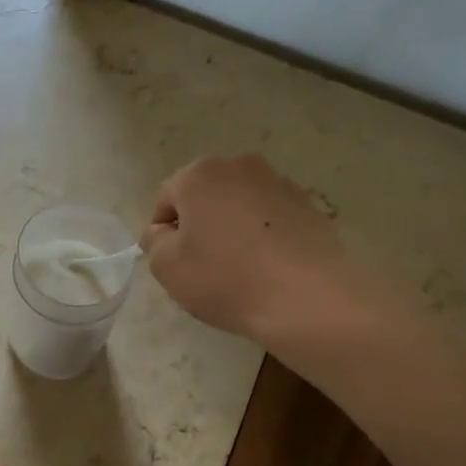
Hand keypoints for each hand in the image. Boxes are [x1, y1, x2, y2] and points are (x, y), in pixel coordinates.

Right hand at [141, 154, 367, 341]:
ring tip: (239, 267)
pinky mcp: (309, 204)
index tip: (172, 264)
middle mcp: (240, 166)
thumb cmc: (226, 279)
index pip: (165, 200)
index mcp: (199, 175)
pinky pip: (270, 218)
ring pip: (239, 204)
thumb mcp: (168, 268)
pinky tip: (267, 267)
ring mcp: (279, 182)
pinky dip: (263, 235)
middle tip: (202, 265)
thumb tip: (163, 232)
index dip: (161, 233)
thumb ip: (155, 243)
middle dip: (199, 224)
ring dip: (232, 227)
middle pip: (204, 196)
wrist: (307, 299)